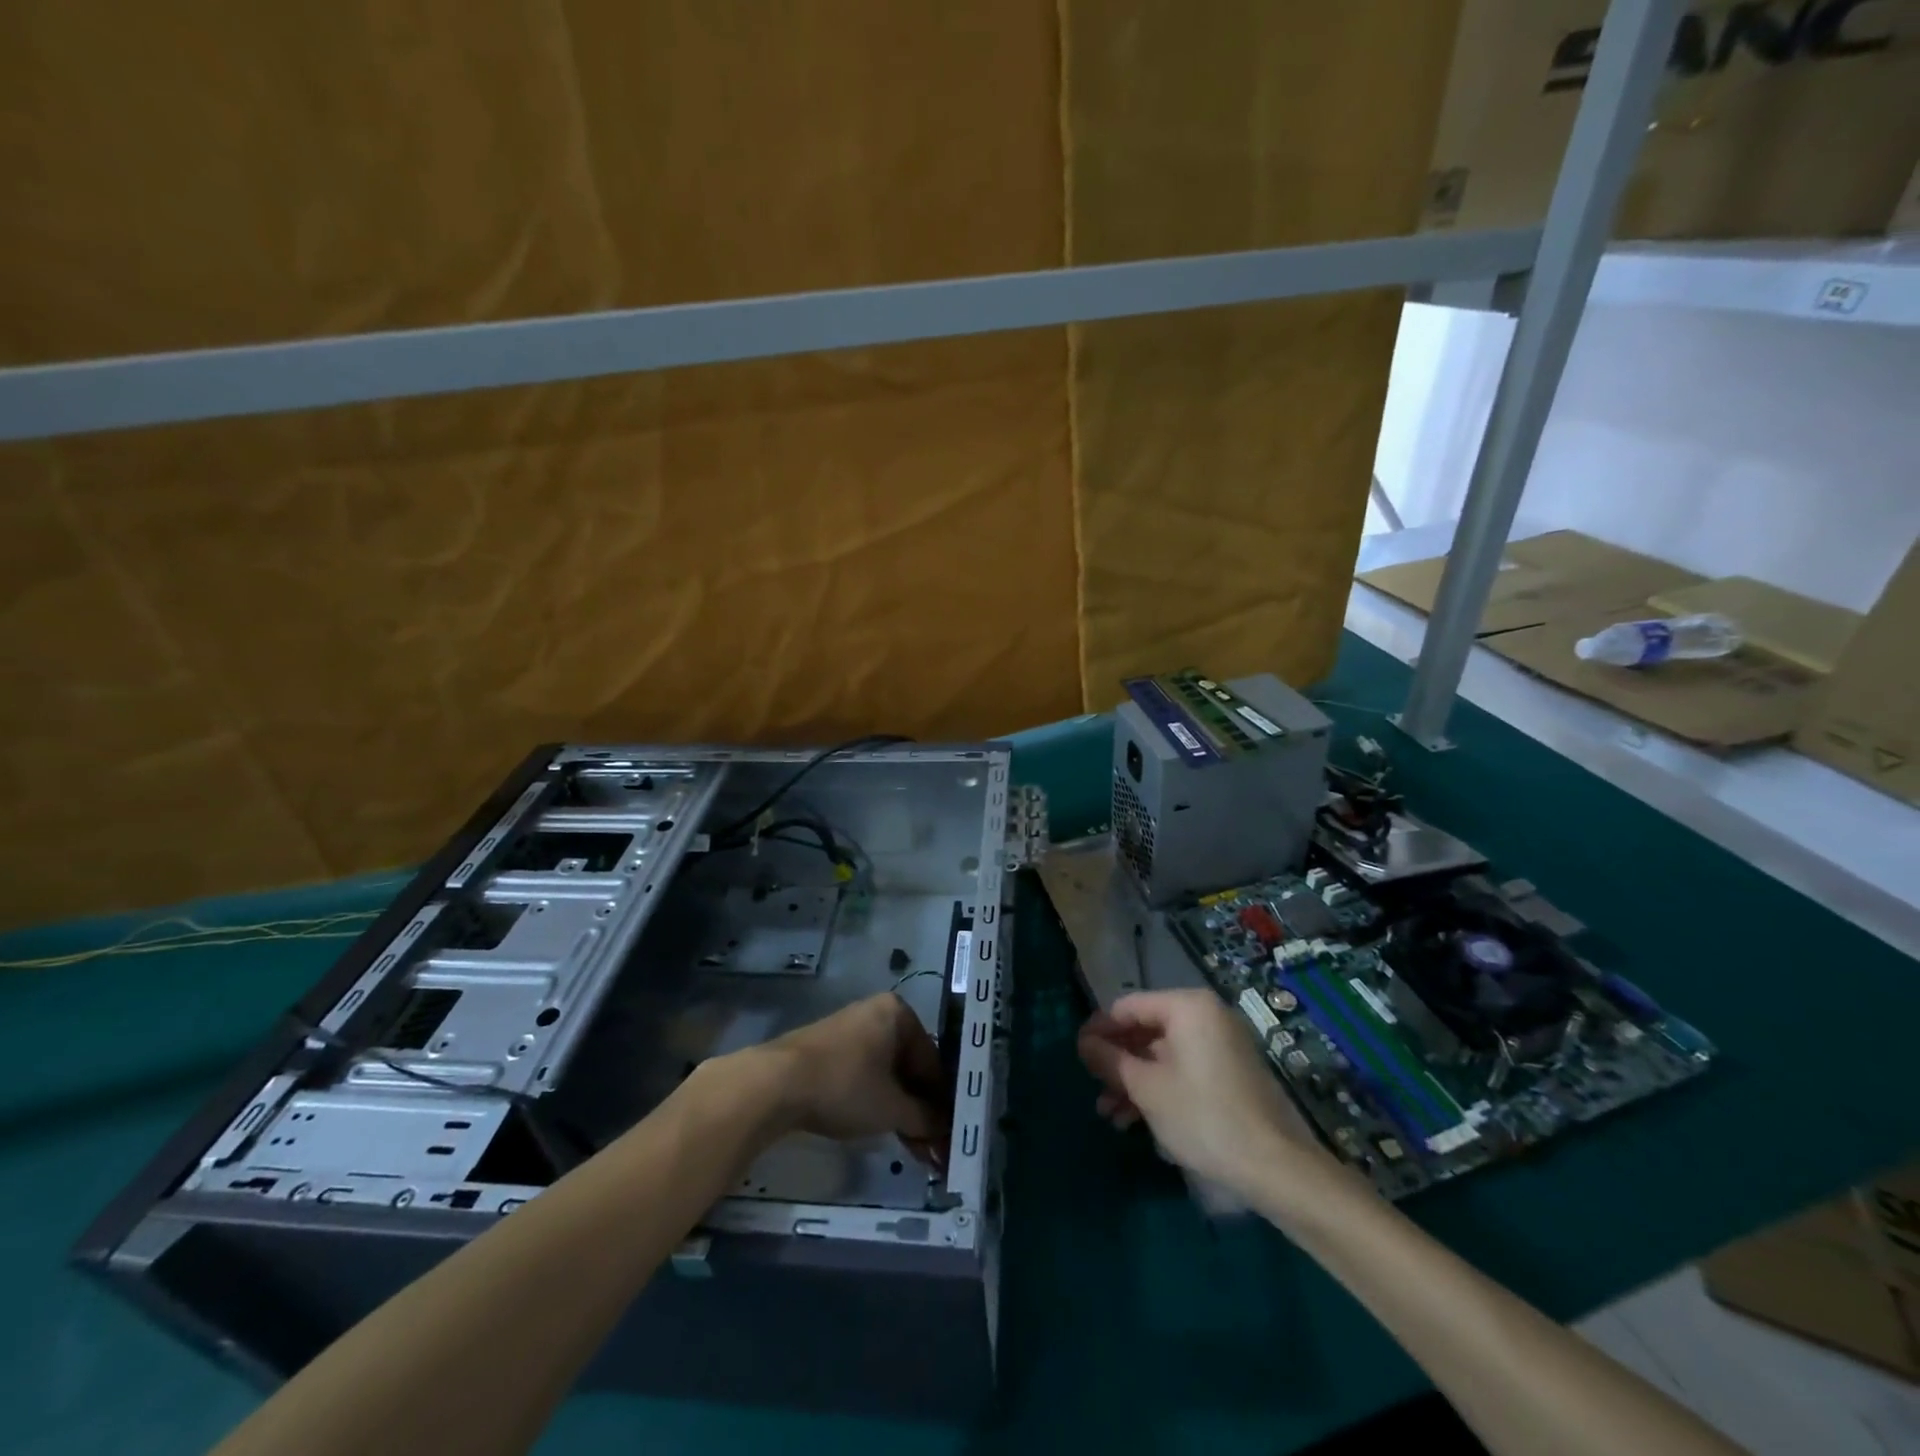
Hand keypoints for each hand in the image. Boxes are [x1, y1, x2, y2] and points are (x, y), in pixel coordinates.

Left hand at [754, 993, 947, 1159]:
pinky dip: (877, 1100)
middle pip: (909, 1065)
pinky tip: (883, 1128)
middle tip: (932, 1147)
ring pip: (887, 1073)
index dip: (942, 1100)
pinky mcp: (829, 1049)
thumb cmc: (845, 1085)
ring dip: (901, 1109)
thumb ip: (925, 1118)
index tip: (949, 1133)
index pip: (932, 1060)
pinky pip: (865, 1074)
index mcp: (898, 1013)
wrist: (776, 1083)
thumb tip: (945, 1129)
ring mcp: (851, 1029)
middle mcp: (876, 1013)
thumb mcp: (892, 1107)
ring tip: (913, 1148)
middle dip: (921, 1108)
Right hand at [1078, 989, 1332, 1198]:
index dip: (1099, 1029)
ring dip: (1135, 1081)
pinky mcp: (1231, 1073)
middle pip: (1147, 1030)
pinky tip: (1139, 1119)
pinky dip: (1160, 1088)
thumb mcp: (1146, 1088)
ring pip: (1164, 1054)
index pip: (1128, 1006)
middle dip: (1118, 1062)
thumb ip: (1110, 1059)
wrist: (1277, 1167)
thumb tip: (1083, 1042)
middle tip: (1094, 1089)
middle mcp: (1207, 1016)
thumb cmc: (1203, 1116)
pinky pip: (1184, 1069)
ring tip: (1111, 1115)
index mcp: (1188, 1007)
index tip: (1077, 1054)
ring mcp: (1222, 1044)